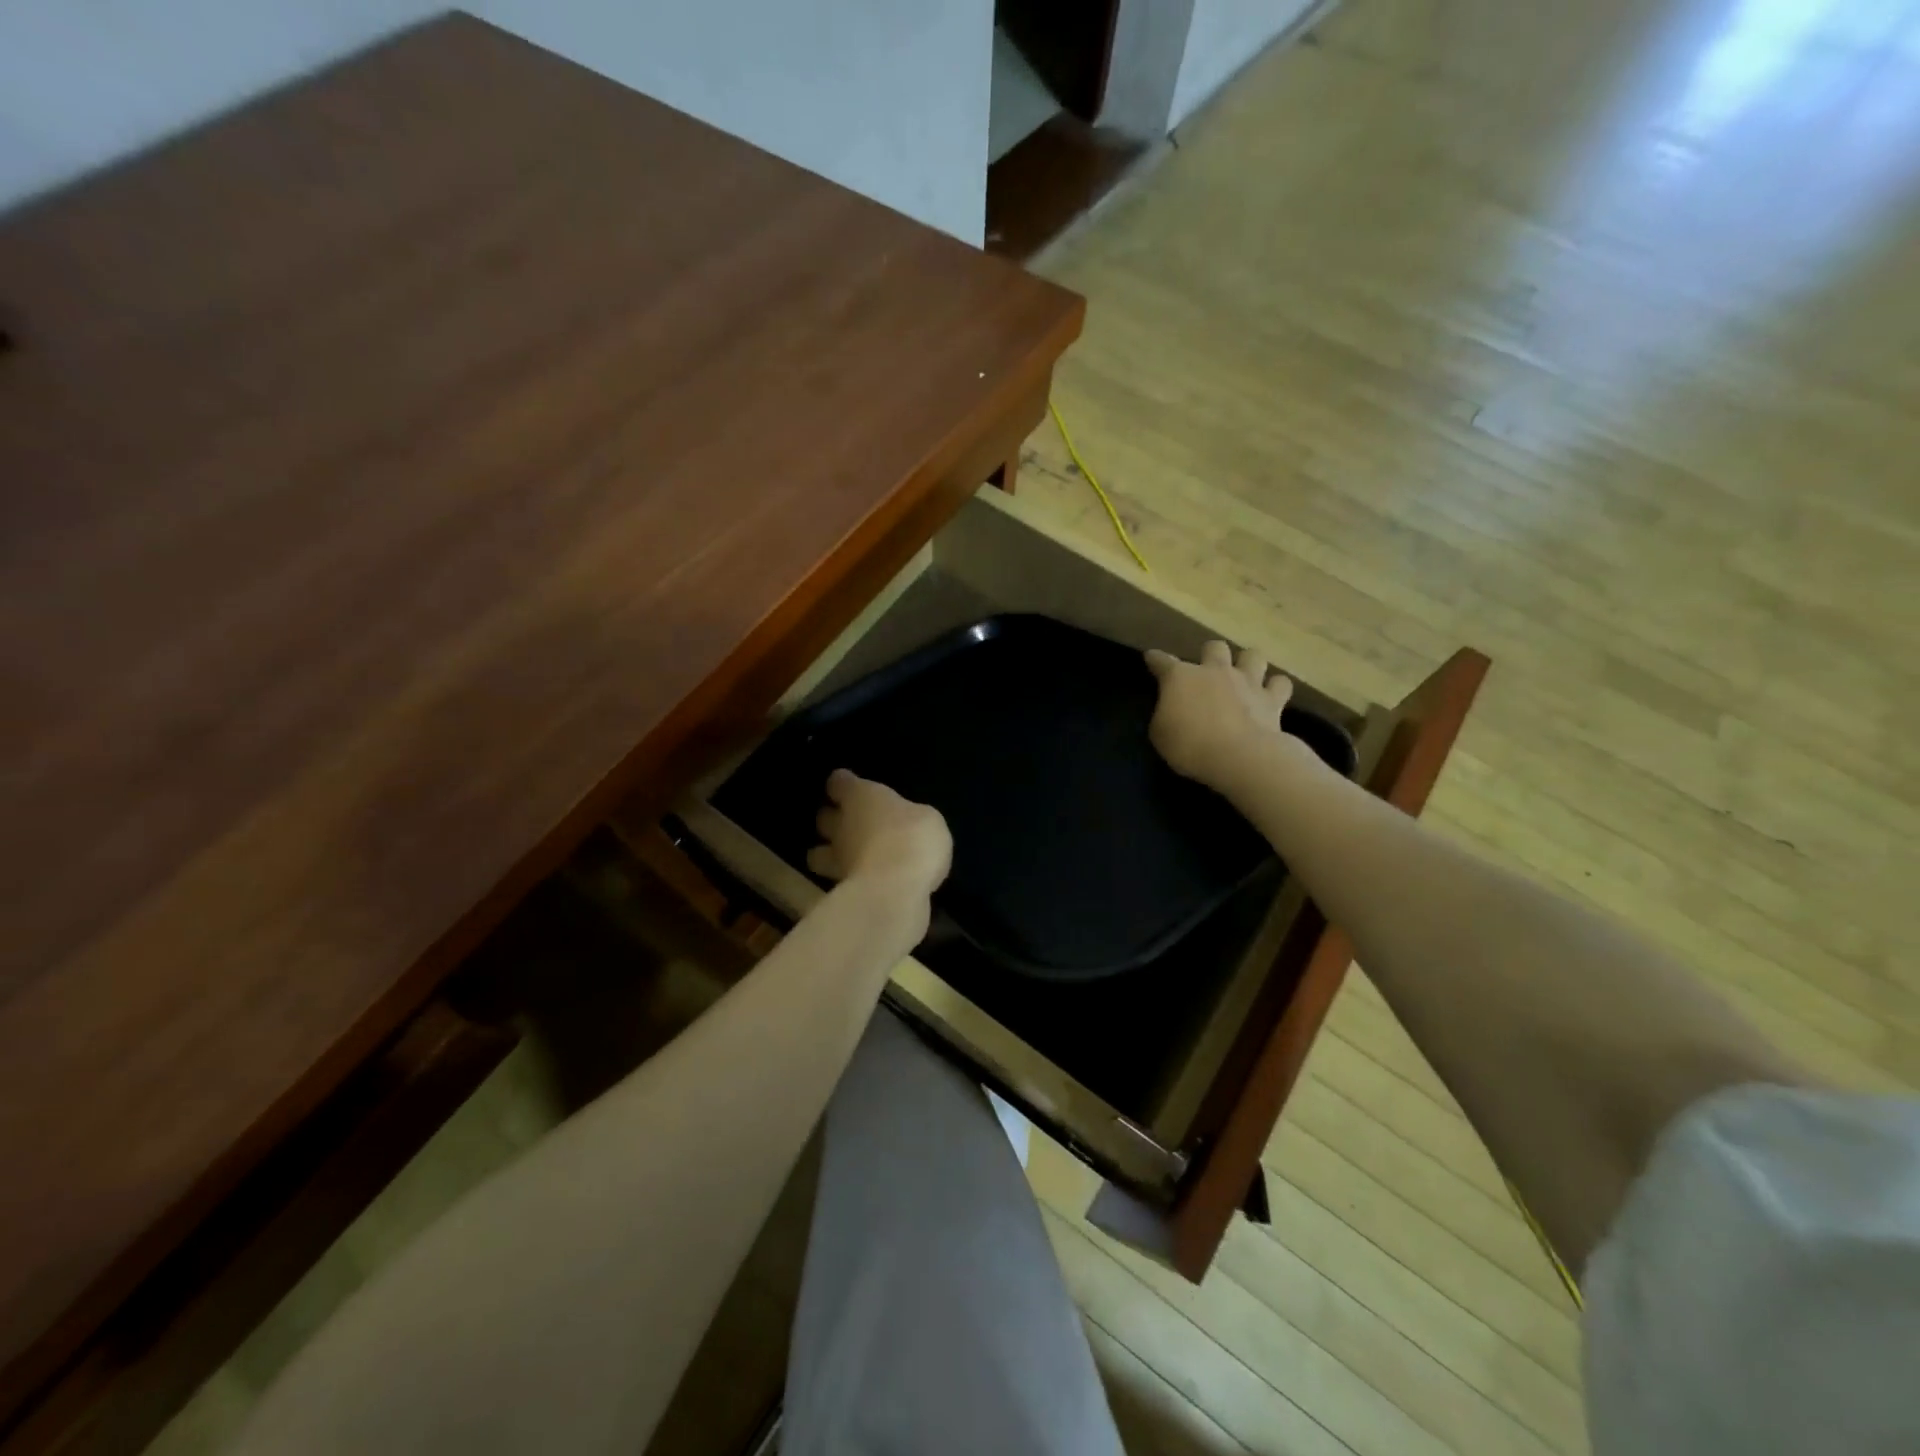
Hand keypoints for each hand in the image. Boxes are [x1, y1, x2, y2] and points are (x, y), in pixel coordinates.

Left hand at [807, 769, 951, 903]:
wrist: (894, 890)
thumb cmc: (913, 839)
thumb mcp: (928, 819)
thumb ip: (911, 818)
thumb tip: (909, 823)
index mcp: (861, 797)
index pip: (839, 783)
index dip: (843, 784)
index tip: (848, 787)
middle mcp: (841, 825)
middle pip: (823, 817)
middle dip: (831, 819)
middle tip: (848, 823)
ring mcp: (836, 859)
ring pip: (816, 853)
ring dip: (827, 853)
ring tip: (846, 857)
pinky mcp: (840, 890)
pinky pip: (837, 880)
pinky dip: (846, 881)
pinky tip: (864, 883)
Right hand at [1144, 641, 1296, 791]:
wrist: (1240, 757)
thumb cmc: (1190, 746)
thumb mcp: (1160, 735)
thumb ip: (1165, 715)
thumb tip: (1172, 711)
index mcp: (1180, 677)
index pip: (1162, 661)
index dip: (1155, 659)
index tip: (1151, 657)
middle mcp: (1215, 671)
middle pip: (1214, 647)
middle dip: (1210, 654)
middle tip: (1208, 669)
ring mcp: (1247, 682)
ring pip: (1252, 655)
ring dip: (1248, 662)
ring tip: (1245, 674)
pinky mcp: (1273, 700)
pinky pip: (1280, 684)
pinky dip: (1276, 687)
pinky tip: (1271, 694)